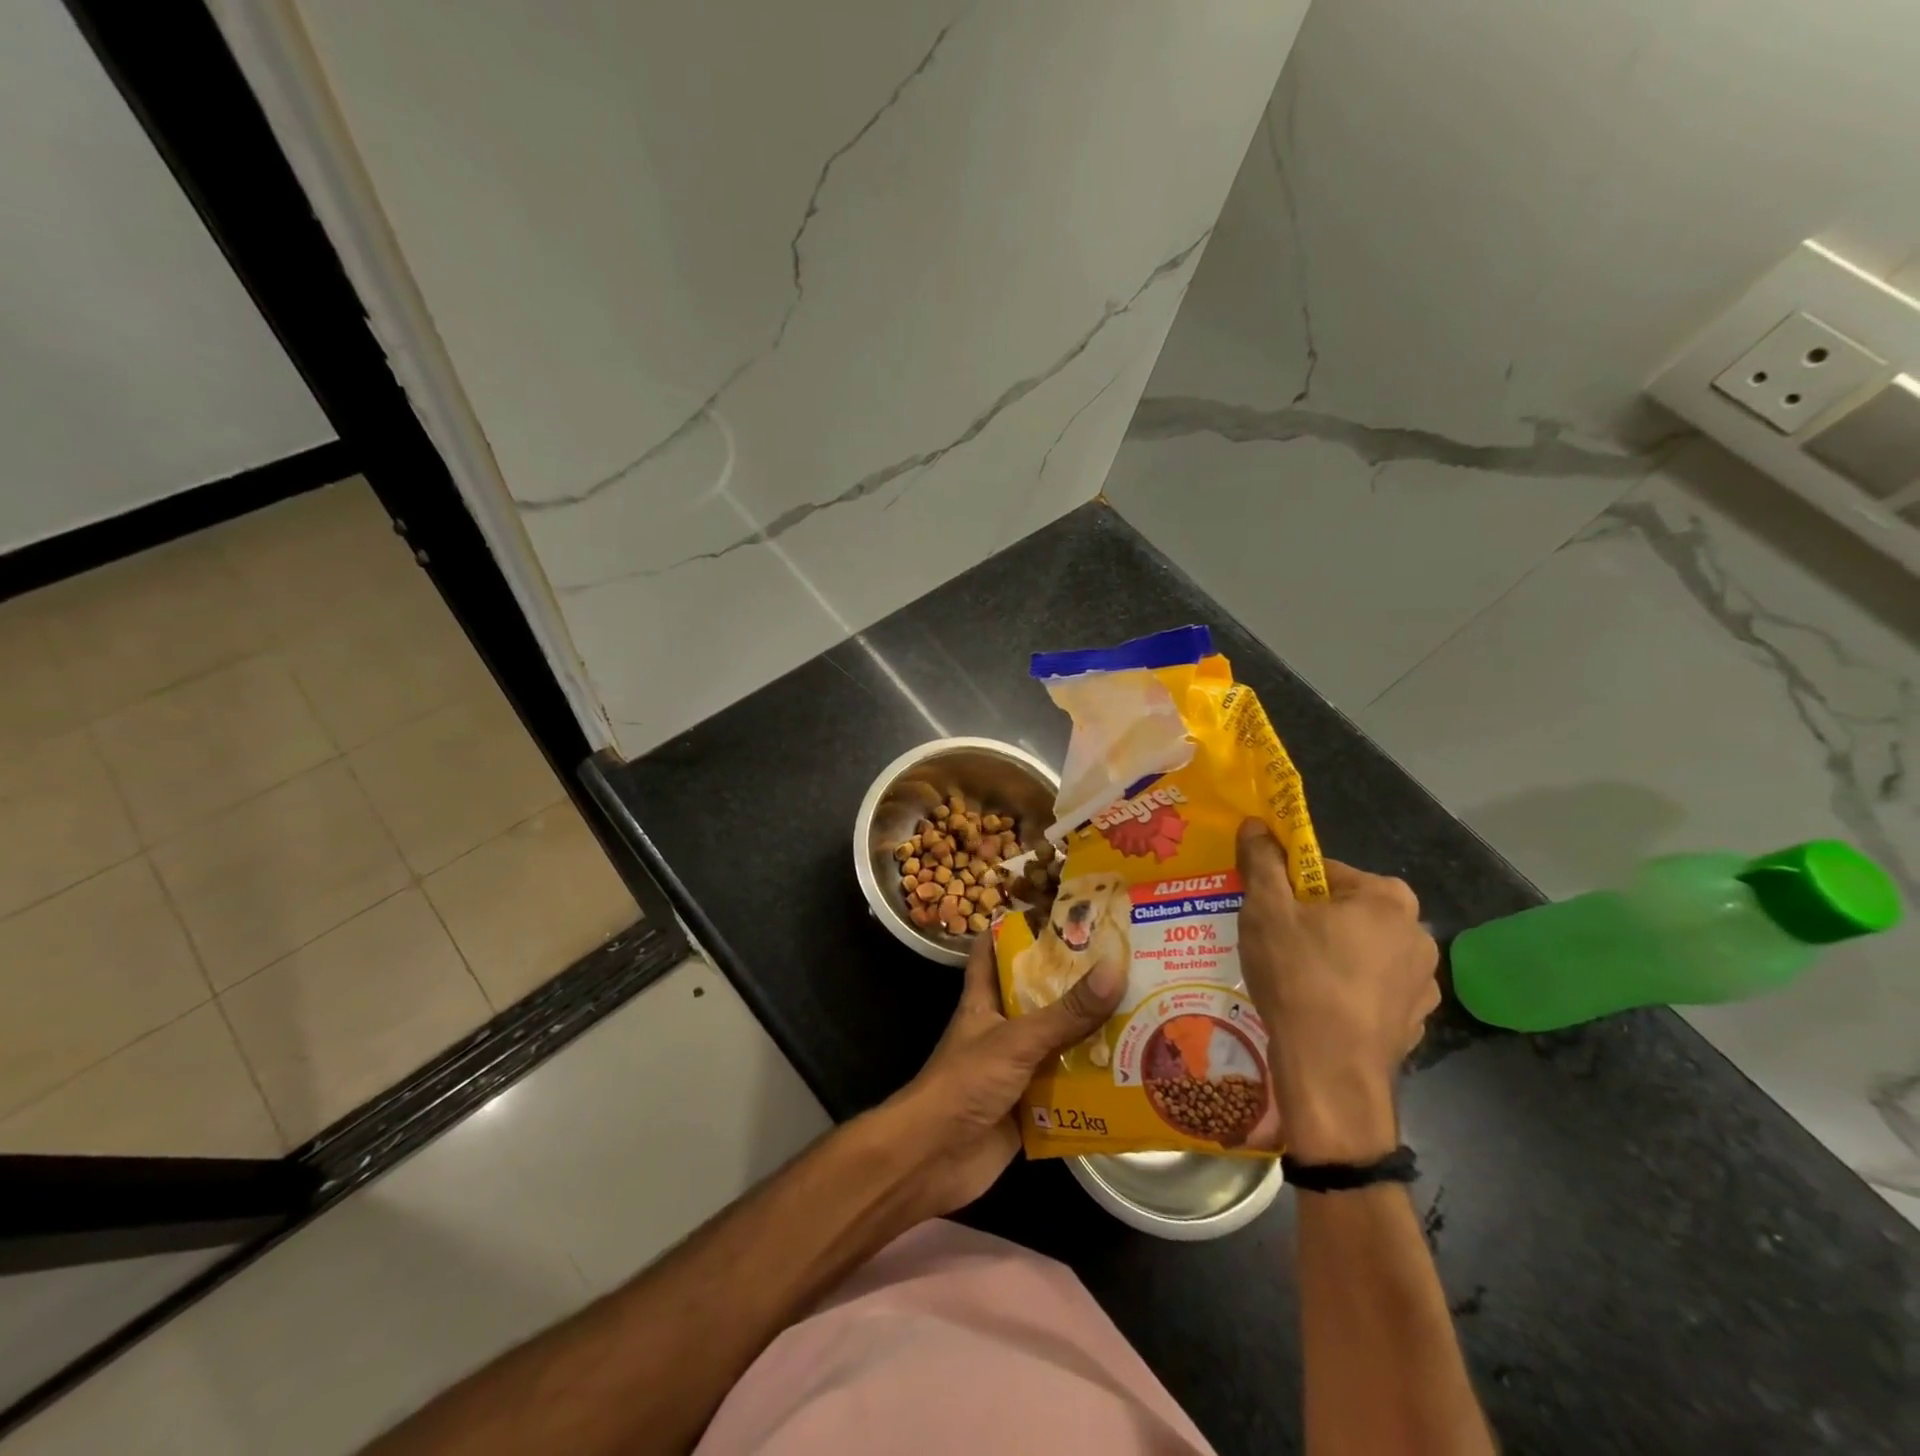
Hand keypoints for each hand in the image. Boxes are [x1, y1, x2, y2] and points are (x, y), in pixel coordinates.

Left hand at [885, 931, 1123, 1217]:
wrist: (935, 1158)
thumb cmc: (965, 1082)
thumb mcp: (1017, 1040)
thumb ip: (1065, 1012)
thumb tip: (1114, 968)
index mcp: (985, 1001)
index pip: (993, 952)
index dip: (1015, 928)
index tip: (1056, 912)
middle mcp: (1001, 1030)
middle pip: (1039, 998)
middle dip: (1075, 985)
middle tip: (1125, 964)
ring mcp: (1015, 1070)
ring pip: (1058, 1045)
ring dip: (1092, 1038)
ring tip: (1144, 1015)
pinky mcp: (1029, 1108)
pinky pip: (1067, 1091)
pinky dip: (1094, 1087)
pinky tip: (1134, 1078)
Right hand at [1237, 821, 1439, 1163]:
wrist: (1330, 1073)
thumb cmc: (1299, 978)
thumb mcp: (1266, 910)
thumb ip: (1262, 861)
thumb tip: (1256, 823)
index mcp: (1387, 897)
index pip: (1323, 871)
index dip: (1286, 886)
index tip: (1265, 910)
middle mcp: (1417, 932)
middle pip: (1345, 908)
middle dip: (1311, 919)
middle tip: (1275, 943)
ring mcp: (1423, 980)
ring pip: (1361, 948)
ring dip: (1331, 953)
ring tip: (1295, 979)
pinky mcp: (1416, 1018)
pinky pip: (1373, 986)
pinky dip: (1348, 988)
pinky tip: (1320, 1007)